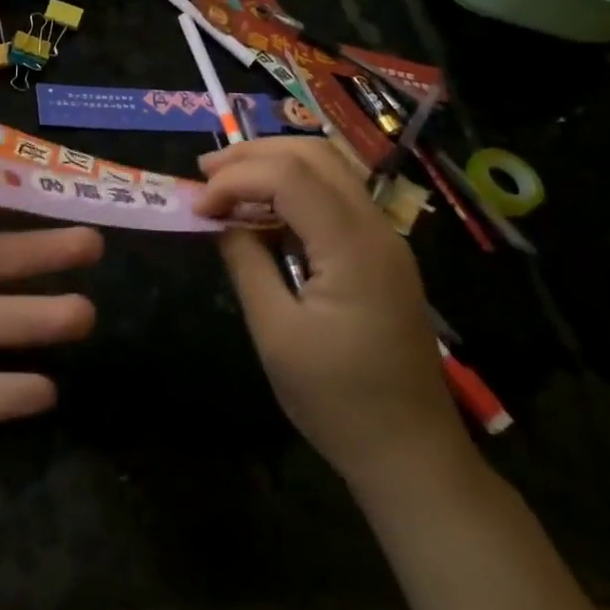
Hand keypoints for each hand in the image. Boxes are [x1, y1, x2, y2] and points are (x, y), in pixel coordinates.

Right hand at [196, 138, 467, 494]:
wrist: (412, 454)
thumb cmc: (338, 401)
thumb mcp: (276, 334)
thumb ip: (246, 263)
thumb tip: (222, 220)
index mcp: (353, 247)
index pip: (289, 176)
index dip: (236, 179)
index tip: (197, 207)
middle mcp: (376, 228)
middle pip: (313, 154)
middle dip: (253, 154)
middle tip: (204, 174)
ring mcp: (384, 238)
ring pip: (327, 167)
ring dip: (273, 164)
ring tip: (225, 183)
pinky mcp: (381, 253)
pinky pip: (335, 196)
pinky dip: (292, 188)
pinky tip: (262, 210)